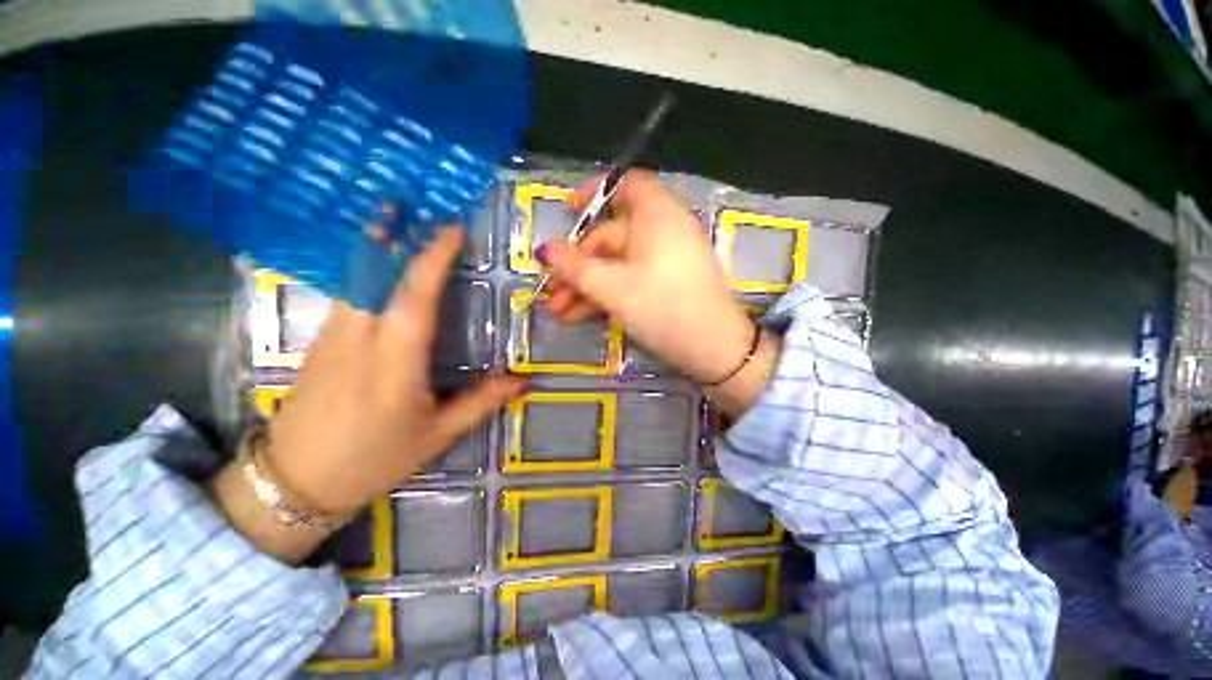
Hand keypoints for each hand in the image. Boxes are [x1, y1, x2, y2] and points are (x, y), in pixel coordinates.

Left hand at [212, 226, 524, 561]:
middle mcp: (358, 339)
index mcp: (394, 363)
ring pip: (355, 279)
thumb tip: (521, 380)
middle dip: (394, 234)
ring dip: (377, 246)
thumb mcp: (436, 435)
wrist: (292, 483)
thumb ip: (480, 402)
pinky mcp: (316, 344)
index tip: (451, 229)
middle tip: (416, 206)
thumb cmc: (373, 460)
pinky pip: (346, 295)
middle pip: (374, 273)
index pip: (414, 297)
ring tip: (397, 221)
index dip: (432, 258)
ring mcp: (330, 338)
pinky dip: (365, 271)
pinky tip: (379, 268)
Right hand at [537, 172, 778, 416]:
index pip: (626, 186)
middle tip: (550, 291)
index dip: (595, 192)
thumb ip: (576, 267)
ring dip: (586, 287)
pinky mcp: (666, 285)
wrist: (714, 351)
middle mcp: (662, 232)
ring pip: (617, 265)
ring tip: (557, 312)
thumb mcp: (613, 288)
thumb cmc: (664, 308)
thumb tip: (544, 250)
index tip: (568, 210)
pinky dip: (606, 295)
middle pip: (611, 238)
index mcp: (656, 216)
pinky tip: (578, 316)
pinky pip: (630, 281)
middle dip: (577, 266)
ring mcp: (665, 261)